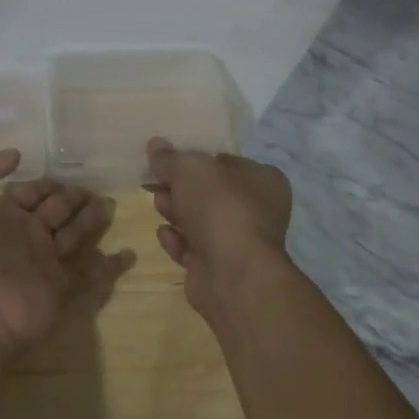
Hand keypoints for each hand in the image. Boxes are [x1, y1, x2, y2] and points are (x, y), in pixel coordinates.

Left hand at [0, 148, 130, 354]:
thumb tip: (15, 156)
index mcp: (1, 215)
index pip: (29, 192)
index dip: (44, 184)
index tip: (64, 174)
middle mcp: (25, 235)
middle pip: (56, 210)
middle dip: (73, 198)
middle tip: (93, 189)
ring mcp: (45, 263)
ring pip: (75, 235)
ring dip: (91, 221)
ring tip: (107, 206)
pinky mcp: (63, 288)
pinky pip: (91, 274)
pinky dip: (109, 265)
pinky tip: (126, 253)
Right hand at [145, 138, 292, 320]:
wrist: (232, 273)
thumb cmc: (220, 207)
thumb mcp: (189, 168)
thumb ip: (170, 157)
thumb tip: (155, 144)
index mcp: (262, 180)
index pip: (225, 162)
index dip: (195, 159)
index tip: (167, 159)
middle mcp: (256, 211)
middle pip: (208, 192)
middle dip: (179, 188)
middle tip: (155, 182)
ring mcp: (239, 243)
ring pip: (199, 221)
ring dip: (175, 212)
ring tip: (158, 206)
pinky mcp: (220, 269)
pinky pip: (193, 248)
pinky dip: (178, 241)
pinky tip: (165, 235)